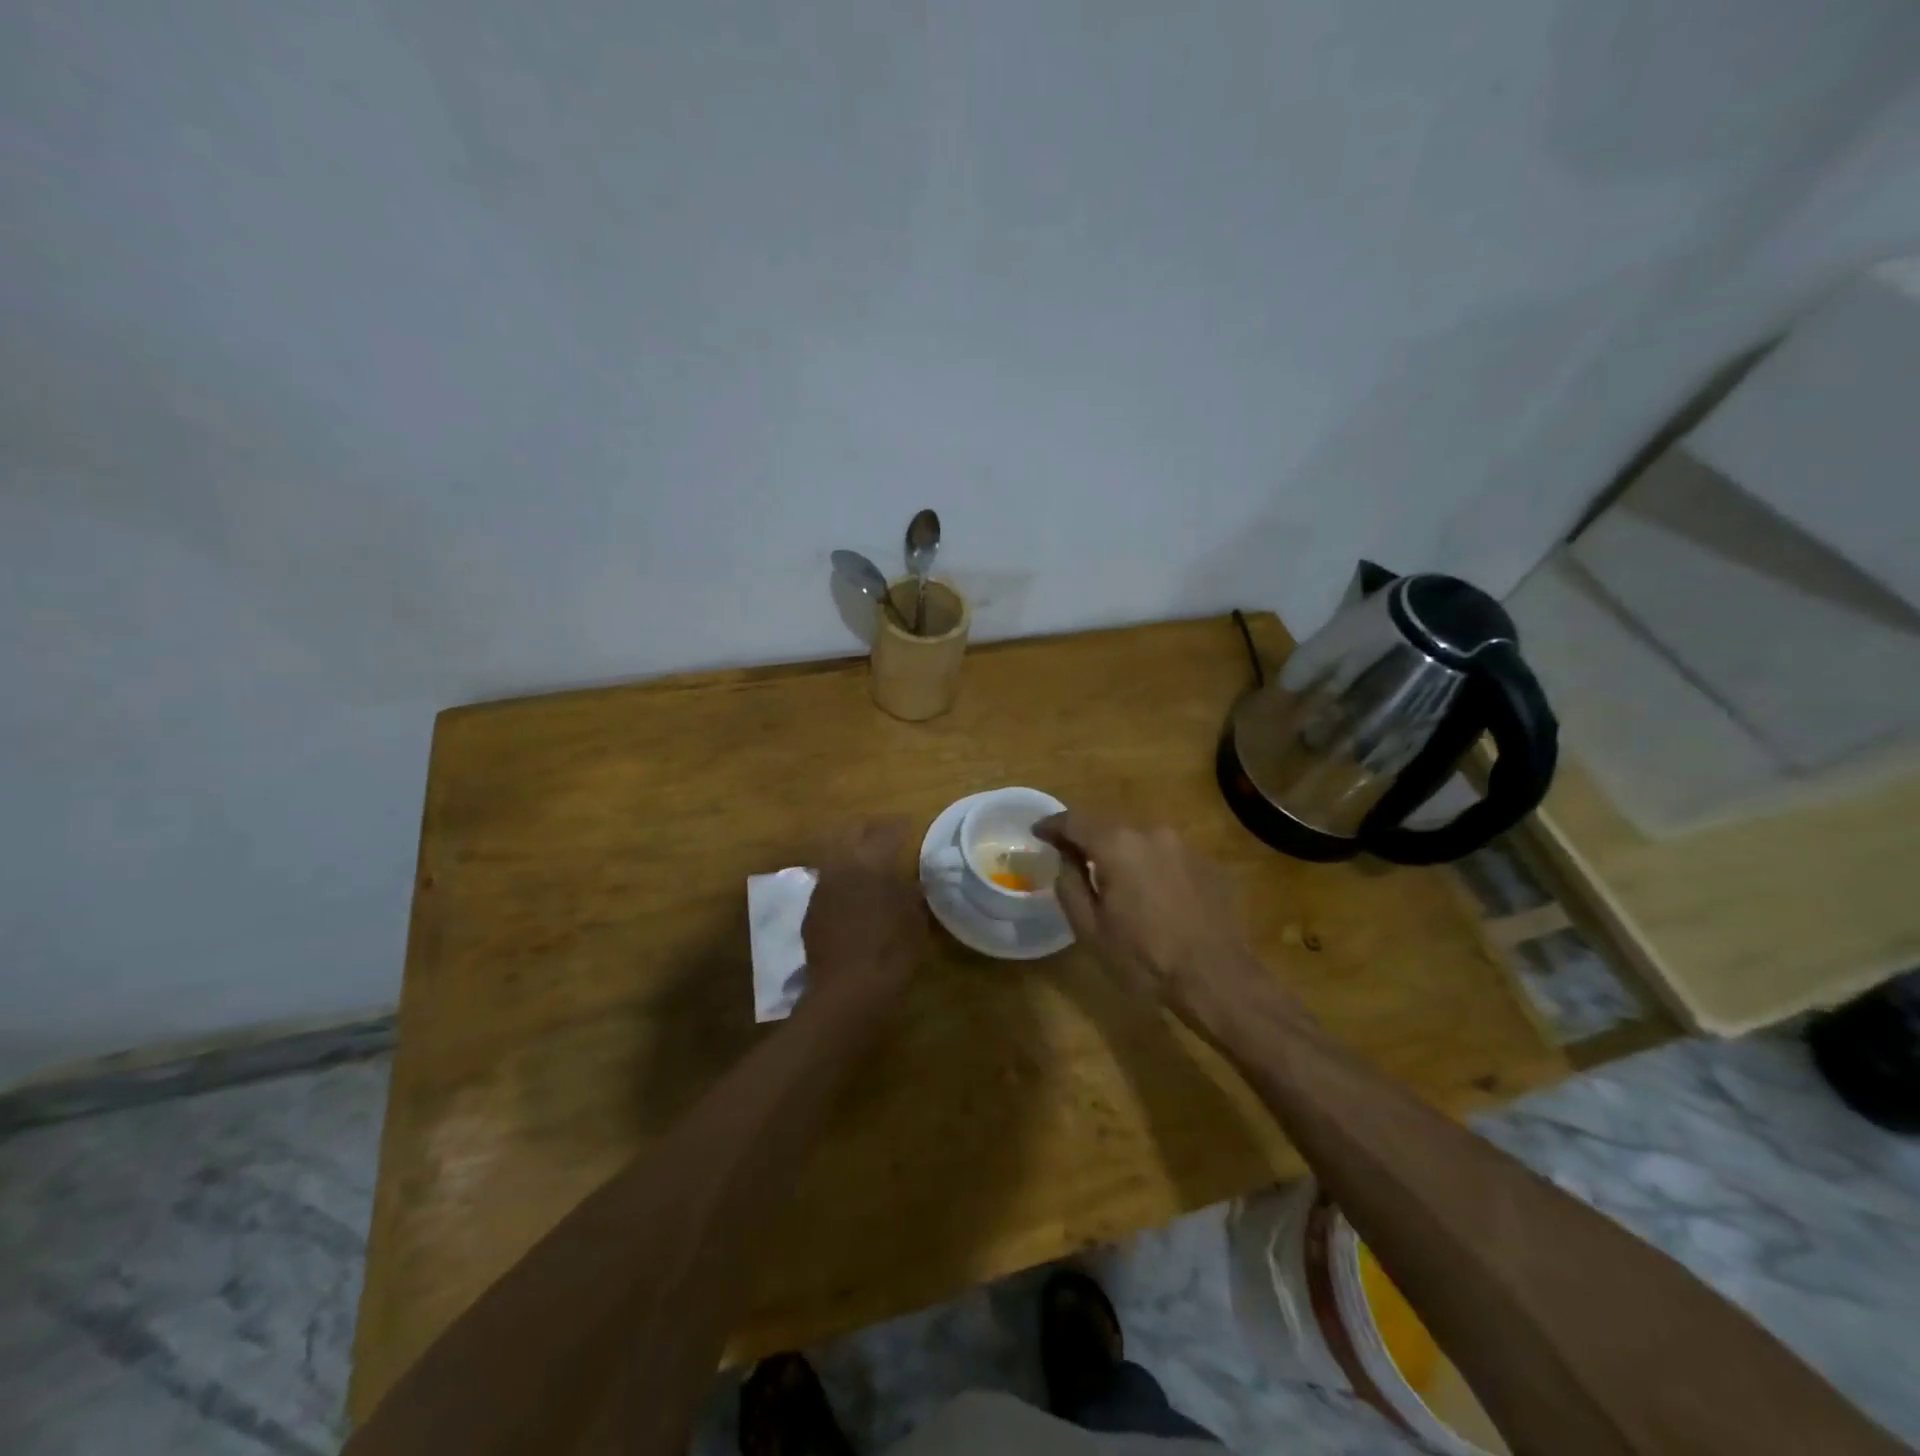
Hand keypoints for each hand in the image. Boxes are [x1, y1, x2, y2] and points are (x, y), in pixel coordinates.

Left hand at [801, 819, 930, 1012]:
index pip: (888, 830)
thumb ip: (913, 894)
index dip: (902, 826)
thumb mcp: (915, 921)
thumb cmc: (892, 954)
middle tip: (888, 833)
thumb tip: (913, 881)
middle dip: (871, 827)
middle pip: (853, 830)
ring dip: (852, 848)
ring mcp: (822, 885)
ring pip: (835, 851)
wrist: (847, 991)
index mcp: (872, 862)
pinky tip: (853, 888)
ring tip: (870, 859)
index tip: (911, 825)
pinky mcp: (811, 906)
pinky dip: (842, 873)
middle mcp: (843, 865)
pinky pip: (828, 877)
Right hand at [1035, 814, 1275, 1028]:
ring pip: (1138, 840)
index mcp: (1117, 845)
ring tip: (1111, 878)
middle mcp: (1150, 832)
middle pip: (1108, 827)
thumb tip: (1066, 859)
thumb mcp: (1090, 929)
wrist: (1217, 977)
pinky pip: (1164, 855)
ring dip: (1120, 853)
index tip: (1037, 832)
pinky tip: (1149, 893)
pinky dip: (1148, 865)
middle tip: (1070, 857)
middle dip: (1087, 839)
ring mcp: (1182, 845)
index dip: (1052, 825)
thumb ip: (1070, 885)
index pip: (1074, 821)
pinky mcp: (1205, 862)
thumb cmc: (1144, 957)